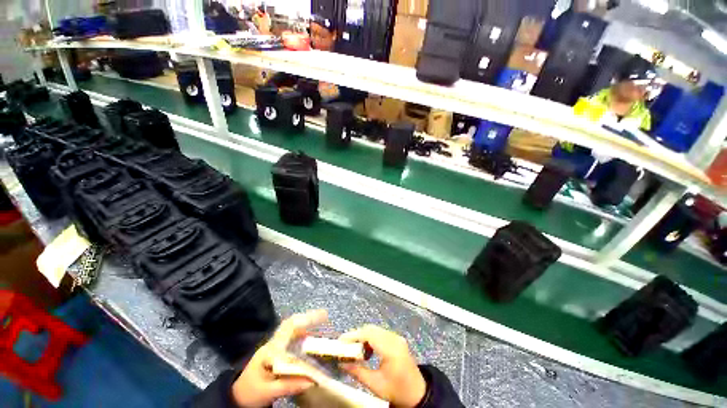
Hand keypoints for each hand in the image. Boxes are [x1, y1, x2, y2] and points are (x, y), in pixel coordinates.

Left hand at [232, 310, 327, 407]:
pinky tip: (311, 339)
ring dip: (307, 325)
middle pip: (292, 324)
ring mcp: (275, 346)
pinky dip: (303, 335)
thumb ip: (289, 385)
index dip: (305, 320)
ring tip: (322, 325)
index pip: (288, 327)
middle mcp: (274, 343)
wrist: (237, 397)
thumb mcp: (268, 391)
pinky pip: (292, 338)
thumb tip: (313, 380)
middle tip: (325, 316)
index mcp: (271, 349)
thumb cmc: (251, 393)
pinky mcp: (277, 351)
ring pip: (292, 330)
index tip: (322, 316)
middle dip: (309, 318)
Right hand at [338, 325, 426, 407]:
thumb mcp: (375, 385)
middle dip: (356, 335)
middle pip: (371, 329)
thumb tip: (341, 363)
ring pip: (375, 330)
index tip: (340, 341)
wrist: (417, 393)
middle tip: (345, 346)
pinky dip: (370, 338)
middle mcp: (394, 338)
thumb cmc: (396, 390)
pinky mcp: (397, 339)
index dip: (353, 335)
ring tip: (355, 350)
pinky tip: (367, 351)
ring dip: (363, 336)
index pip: (369, 334)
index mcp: (391, 349)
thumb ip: (357, 372)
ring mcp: (397, 337)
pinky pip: (380, 333)